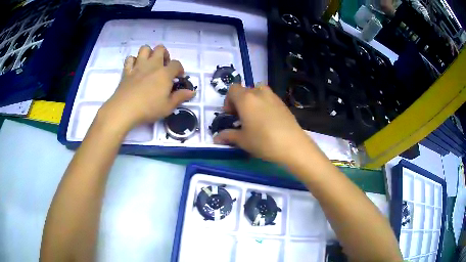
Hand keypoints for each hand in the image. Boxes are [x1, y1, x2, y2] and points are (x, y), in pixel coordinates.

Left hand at [99, 45, 194, 129]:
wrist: (125, 109)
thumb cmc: (149, 108)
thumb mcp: (168, 106)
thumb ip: (180, 97)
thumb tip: (192, 92)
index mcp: (165, 73)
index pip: (176, 64)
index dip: (179, 69)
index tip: (178, 77)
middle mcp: (152, 65)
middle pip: (160, 49)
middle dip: (164, 54)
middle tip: (164, 66)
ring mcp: (138, 66)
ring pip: (144, 49)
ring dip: (148, 53)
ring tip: (150, 63)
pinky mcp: (127, 71)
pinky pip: (130, 59)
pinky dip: (133, 61)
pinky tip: (135, 68)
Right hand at [213, 84, 315, 163]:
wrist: (292, 145)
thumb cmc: (263, 141)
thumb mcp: (242, 140)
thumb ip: (228, 136)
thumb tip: (216, 138)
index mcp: (246, 98)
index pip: (232, 89)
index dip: (228, 101)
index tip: (231, 115)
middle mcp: (259, 92)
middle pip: (245, 91)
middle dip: (240, 102)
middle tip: (241, 119)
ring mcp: (273, 96)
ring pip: (258, 93)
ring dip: (252, 102)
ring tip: (254, 118)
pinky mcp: (283, 103)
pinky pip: (269, 99)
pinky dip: (264, 105)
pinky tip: (267, 121)